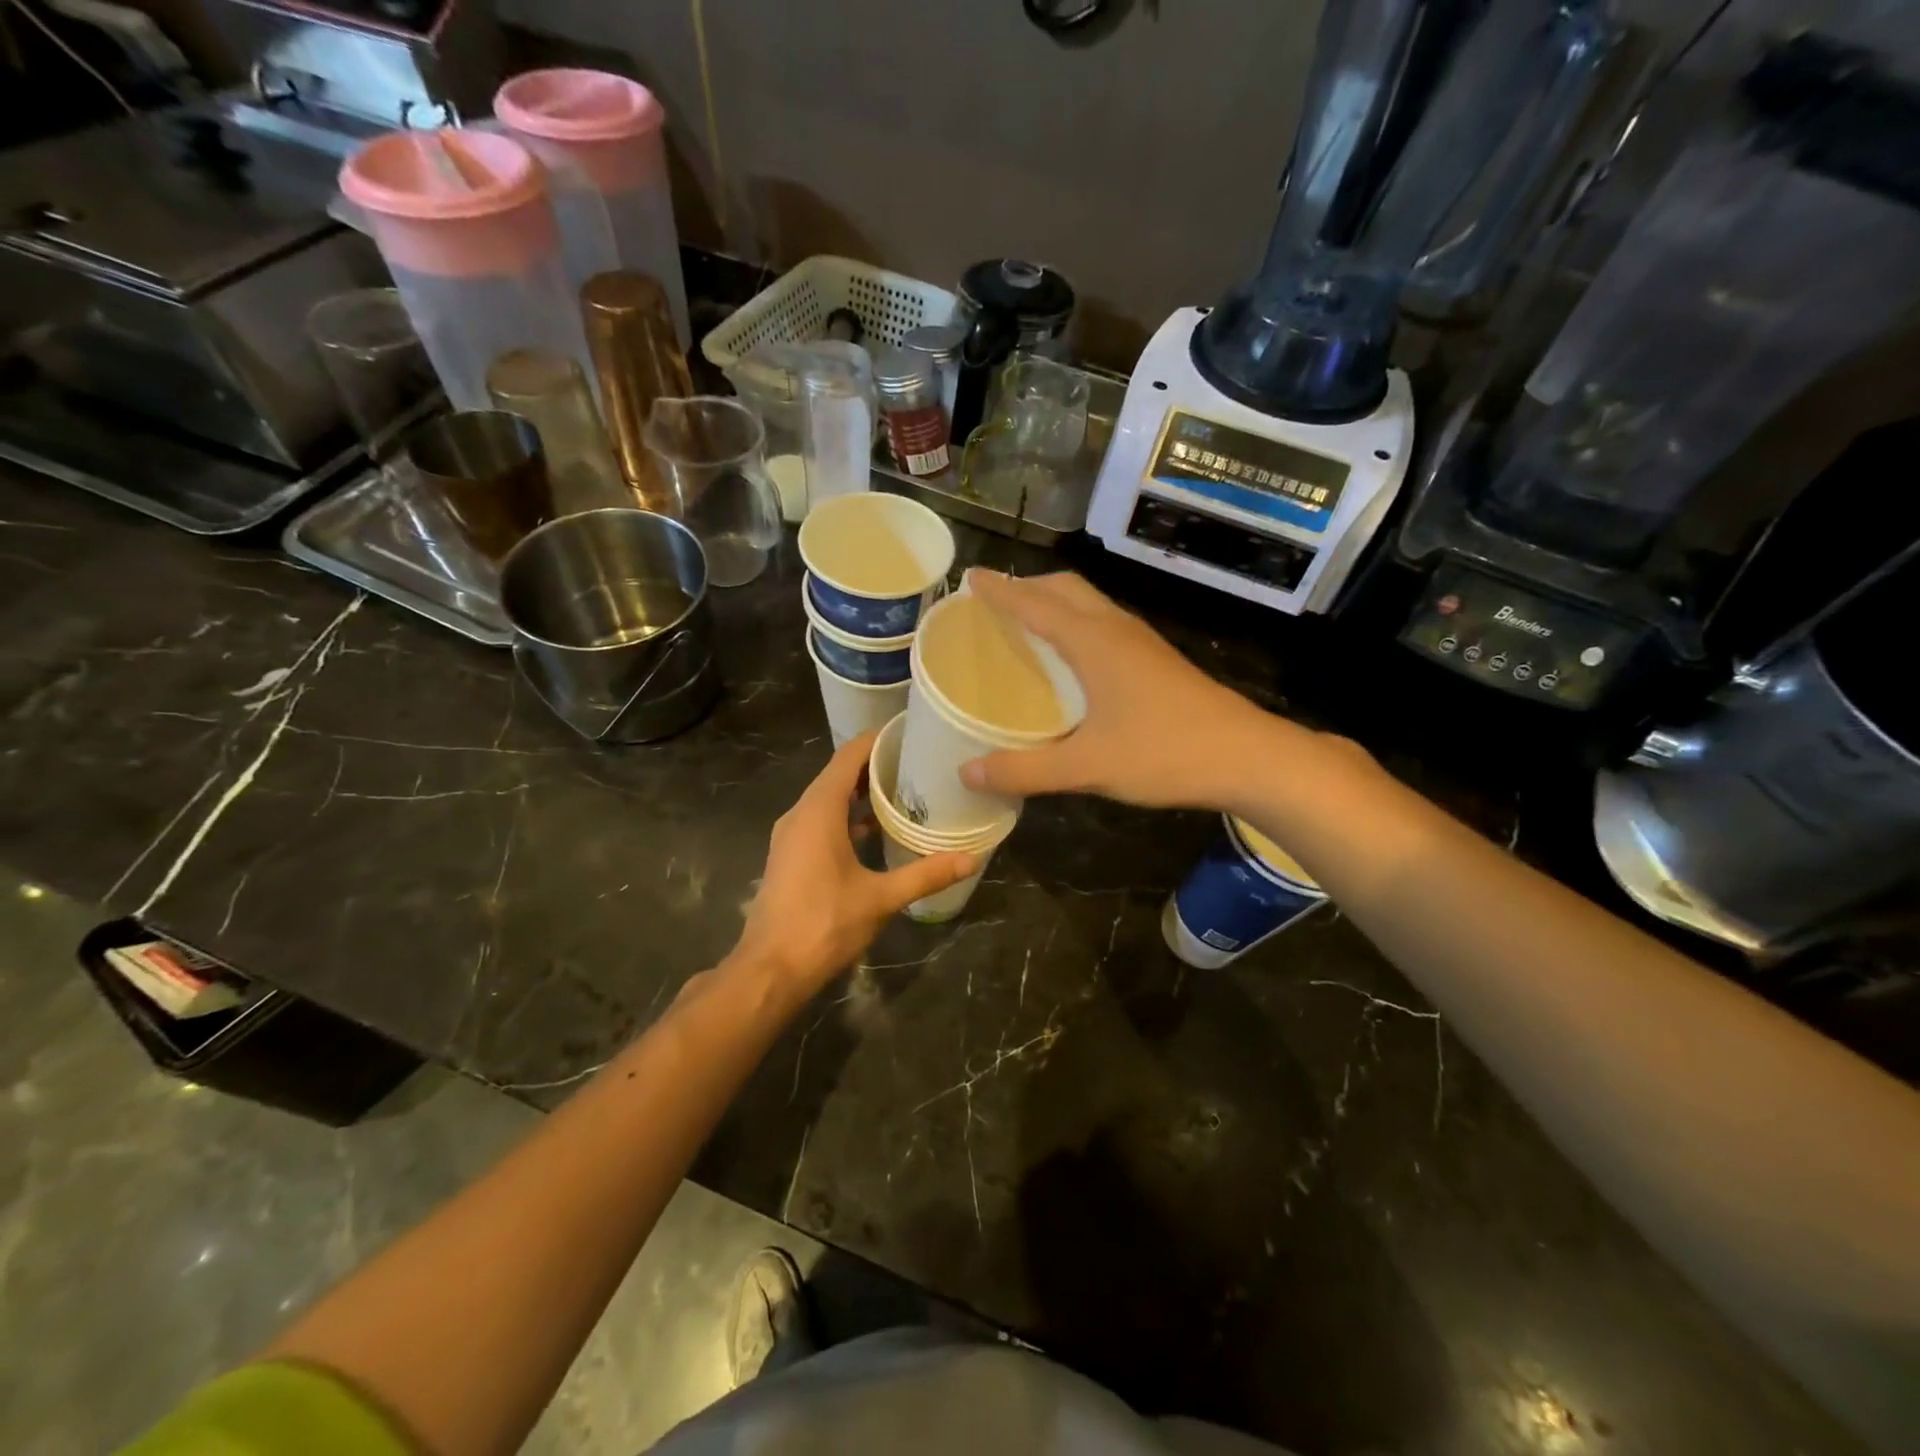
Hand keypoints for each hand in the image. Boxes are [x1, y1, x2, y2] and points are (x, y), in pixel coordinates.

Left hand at [734, 731, 976, 991]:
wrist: (770, 969)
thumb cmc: (824, 924)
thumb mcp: (880, 898)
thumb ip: (925, 874)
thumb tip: (971, 858)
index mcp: (818, 811)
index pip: (847, 757)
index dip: (875, 740)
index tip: (908, 731)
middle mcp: (800, 814)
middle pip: (837, 774)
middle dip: (873, 765)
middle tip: (915, 761)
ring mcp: (790, 835)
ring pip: (827, 799)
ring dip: (860, 792)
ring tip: (902, 789)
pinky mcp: (789, 855)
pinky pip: (820, 820)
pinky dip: (846, 816)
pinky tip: (874, 830)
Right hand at [959, 570, 1271, 809]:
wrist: (1247, 757)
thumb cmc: (1164, 752)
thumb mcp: (1087, 767)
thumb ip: (1024, 770)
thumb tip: (967, 773)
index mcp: (1093, 641)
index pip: (1035, 603)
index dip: (1001, 590)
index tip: (970, 577)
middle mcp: (1116, 630)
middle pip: (1066, 589)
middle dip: (1028, 586)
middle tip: (995, 601)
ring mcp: (1141, 643)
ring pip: (1089, 604)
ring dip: (1055, 602)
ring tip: (1027, 623)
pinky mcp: (1156, 661)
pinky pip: (1105, 624)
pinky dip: (1076, 624)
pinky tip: (1072, 660)